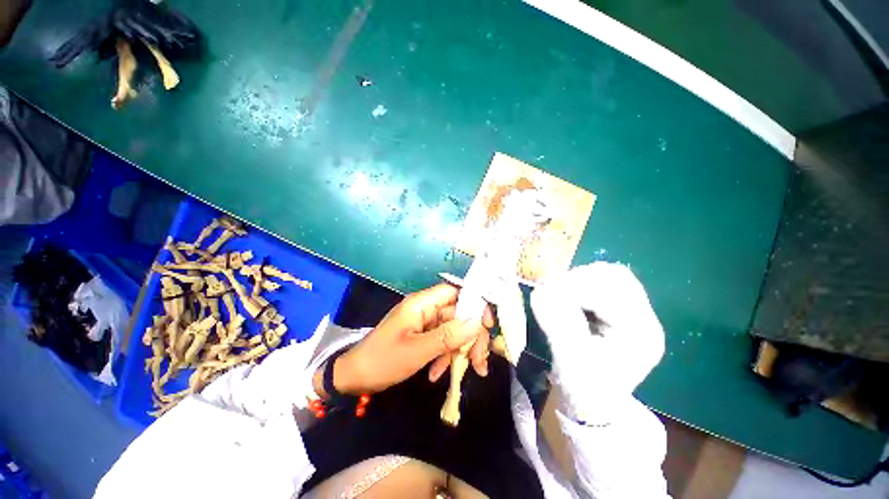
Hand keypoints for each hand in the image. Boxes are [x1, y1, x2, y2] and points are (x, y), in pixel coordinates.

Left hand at [332, 284, 494, 394]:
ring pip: (453, 329)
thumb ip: (447, 336)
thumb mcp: (416, 351)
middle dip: (470, 336)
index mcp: (421, 304)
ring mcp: (424, 323)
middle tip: (480, 362)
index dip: (473, 304)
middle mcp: (425, 309)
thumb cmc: (382, 361)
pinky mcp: (422, 335)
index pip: (455, 293)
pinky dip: (445, 356)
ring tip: (468, 371)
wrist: (354, 378)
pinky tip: (438, 373)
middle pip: (458, 314)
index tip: (487, 325)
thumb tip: (476, 323)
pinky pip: (442, 340)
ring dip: (461, 349)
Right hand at [530, 262, 664, 422]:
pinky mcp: (618, 309)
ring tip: (560, 295)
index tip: (548, 293)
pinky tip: (568, 298)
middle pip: (615, 276)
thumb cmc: (586, 390)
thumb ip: (558, 324)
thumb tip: (540, 291)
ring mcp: (633, 311)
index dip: (577, 287)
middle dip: (579, 279)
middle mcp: (643, 317)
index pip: (613, 292)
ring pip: (607, 275)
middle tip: (554, 292)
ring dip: (578, 279)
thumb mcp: (571, 362)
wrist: (594, 403)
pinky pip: (600, 282)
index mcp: (641, 333)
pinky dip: (579, 283)